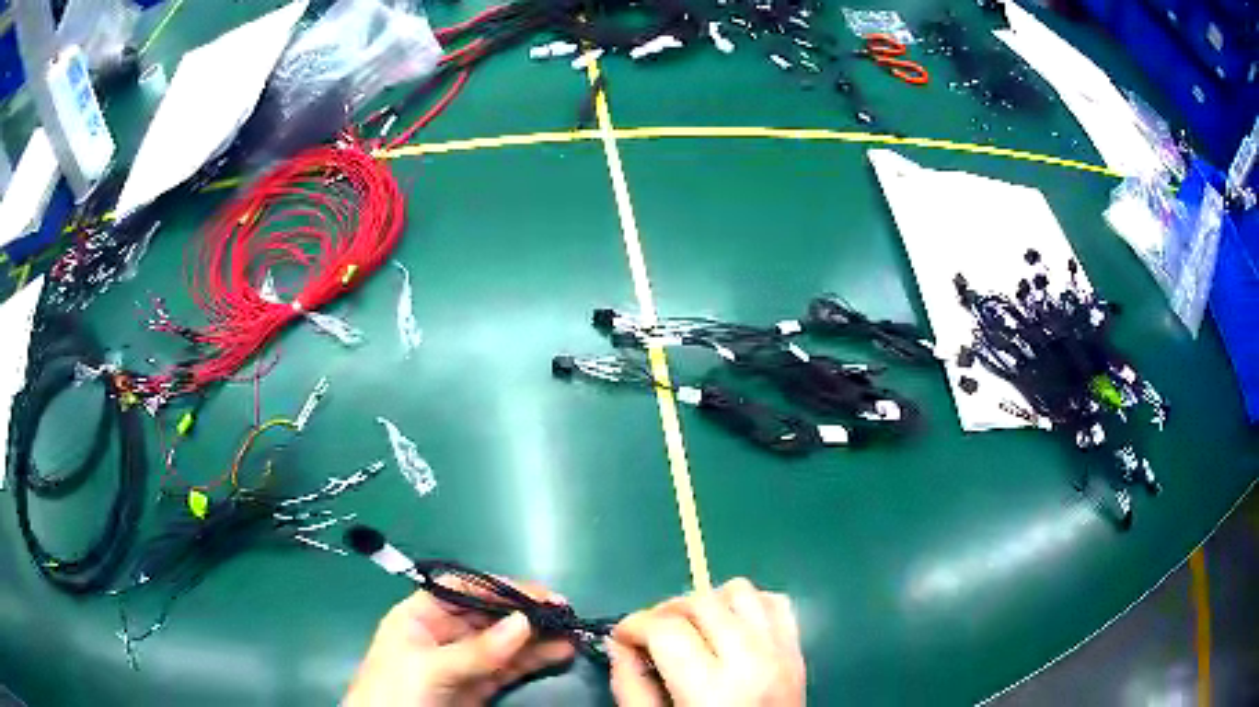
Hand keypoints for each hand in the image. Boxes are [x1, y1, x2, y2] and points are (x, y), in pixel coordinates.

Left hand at [344, 577, 575, 706]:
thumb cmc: (395, 693)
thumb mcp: (429, 668)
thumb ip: (476, 650)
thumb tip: (524, 622)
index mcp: (418, 617)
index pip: (460, 589)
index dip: (497, 586)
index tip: (537, 593)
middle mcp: (442, 634)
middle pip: (487, 615)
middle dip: (523, 612)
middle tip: (564, 613)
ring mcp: (462, 662)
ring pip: (503, 643)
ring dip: (536, 637)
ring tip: (572, 632)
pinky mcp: (478, 687)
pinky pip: (509, 668)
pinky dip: (534, 661)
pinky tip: (559, 654)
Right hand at [609, 578, 804, 706]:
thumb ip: (630, 686)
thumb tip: (620, 643)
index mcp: (712, 689)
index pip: (667, 628)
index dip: (634, 624)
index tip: (622, 637)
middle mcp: (752, 661)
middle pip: (701, 602)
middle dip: (665, 611)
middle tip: (652, 635)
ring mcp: (782, 652)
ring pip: (740, 590)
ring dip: (709, 602)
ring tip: (694, 630)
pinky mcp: (798, 651)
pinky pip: (776, 602)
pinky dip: (749, 606)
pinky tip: (732, 630)